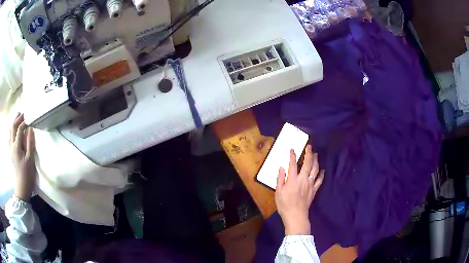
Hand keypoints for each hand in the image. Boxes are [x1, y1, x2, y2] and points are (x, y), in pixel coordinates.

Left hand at [9, 114, 35, 200]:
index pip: (19, 129)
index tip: (29, 118)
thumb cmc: (27, 173)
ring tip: (18, 117)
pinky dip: (12, 130)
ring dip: (14, 122)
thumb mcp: (30, 159)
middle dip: (17, 118)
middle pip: (13, 127)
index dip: (24, 122)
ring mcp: (11, 148)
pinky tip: (14, 130)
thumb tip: (30, 128)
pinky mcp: (11, 151)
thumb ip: (30, 143)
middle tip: (22, 113)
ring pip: (10, 131)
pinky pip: (10, 137)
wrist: (22, 185)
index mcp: (16, 147)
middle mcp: (12, 145)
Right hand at [275, 145, 323, 235]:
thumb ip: (280, 179)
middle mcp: (303, 179)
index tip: (292, 149)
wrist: (296, 215)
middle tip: (309, 147)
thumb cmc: (285, 205)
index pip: (292, 164)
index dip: (292, 156)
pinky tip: (322, 170)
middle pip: (307, 164)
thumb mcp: (278, 192)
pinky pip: (319, 180)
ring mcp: (310, 184)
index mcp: (292, 180)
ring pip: (315, 170)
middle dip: (308, 154)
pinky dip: (321, 174)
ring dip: (316, 161)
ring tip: (316, 154)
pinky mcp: (314, 190)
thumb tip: (281, 167)